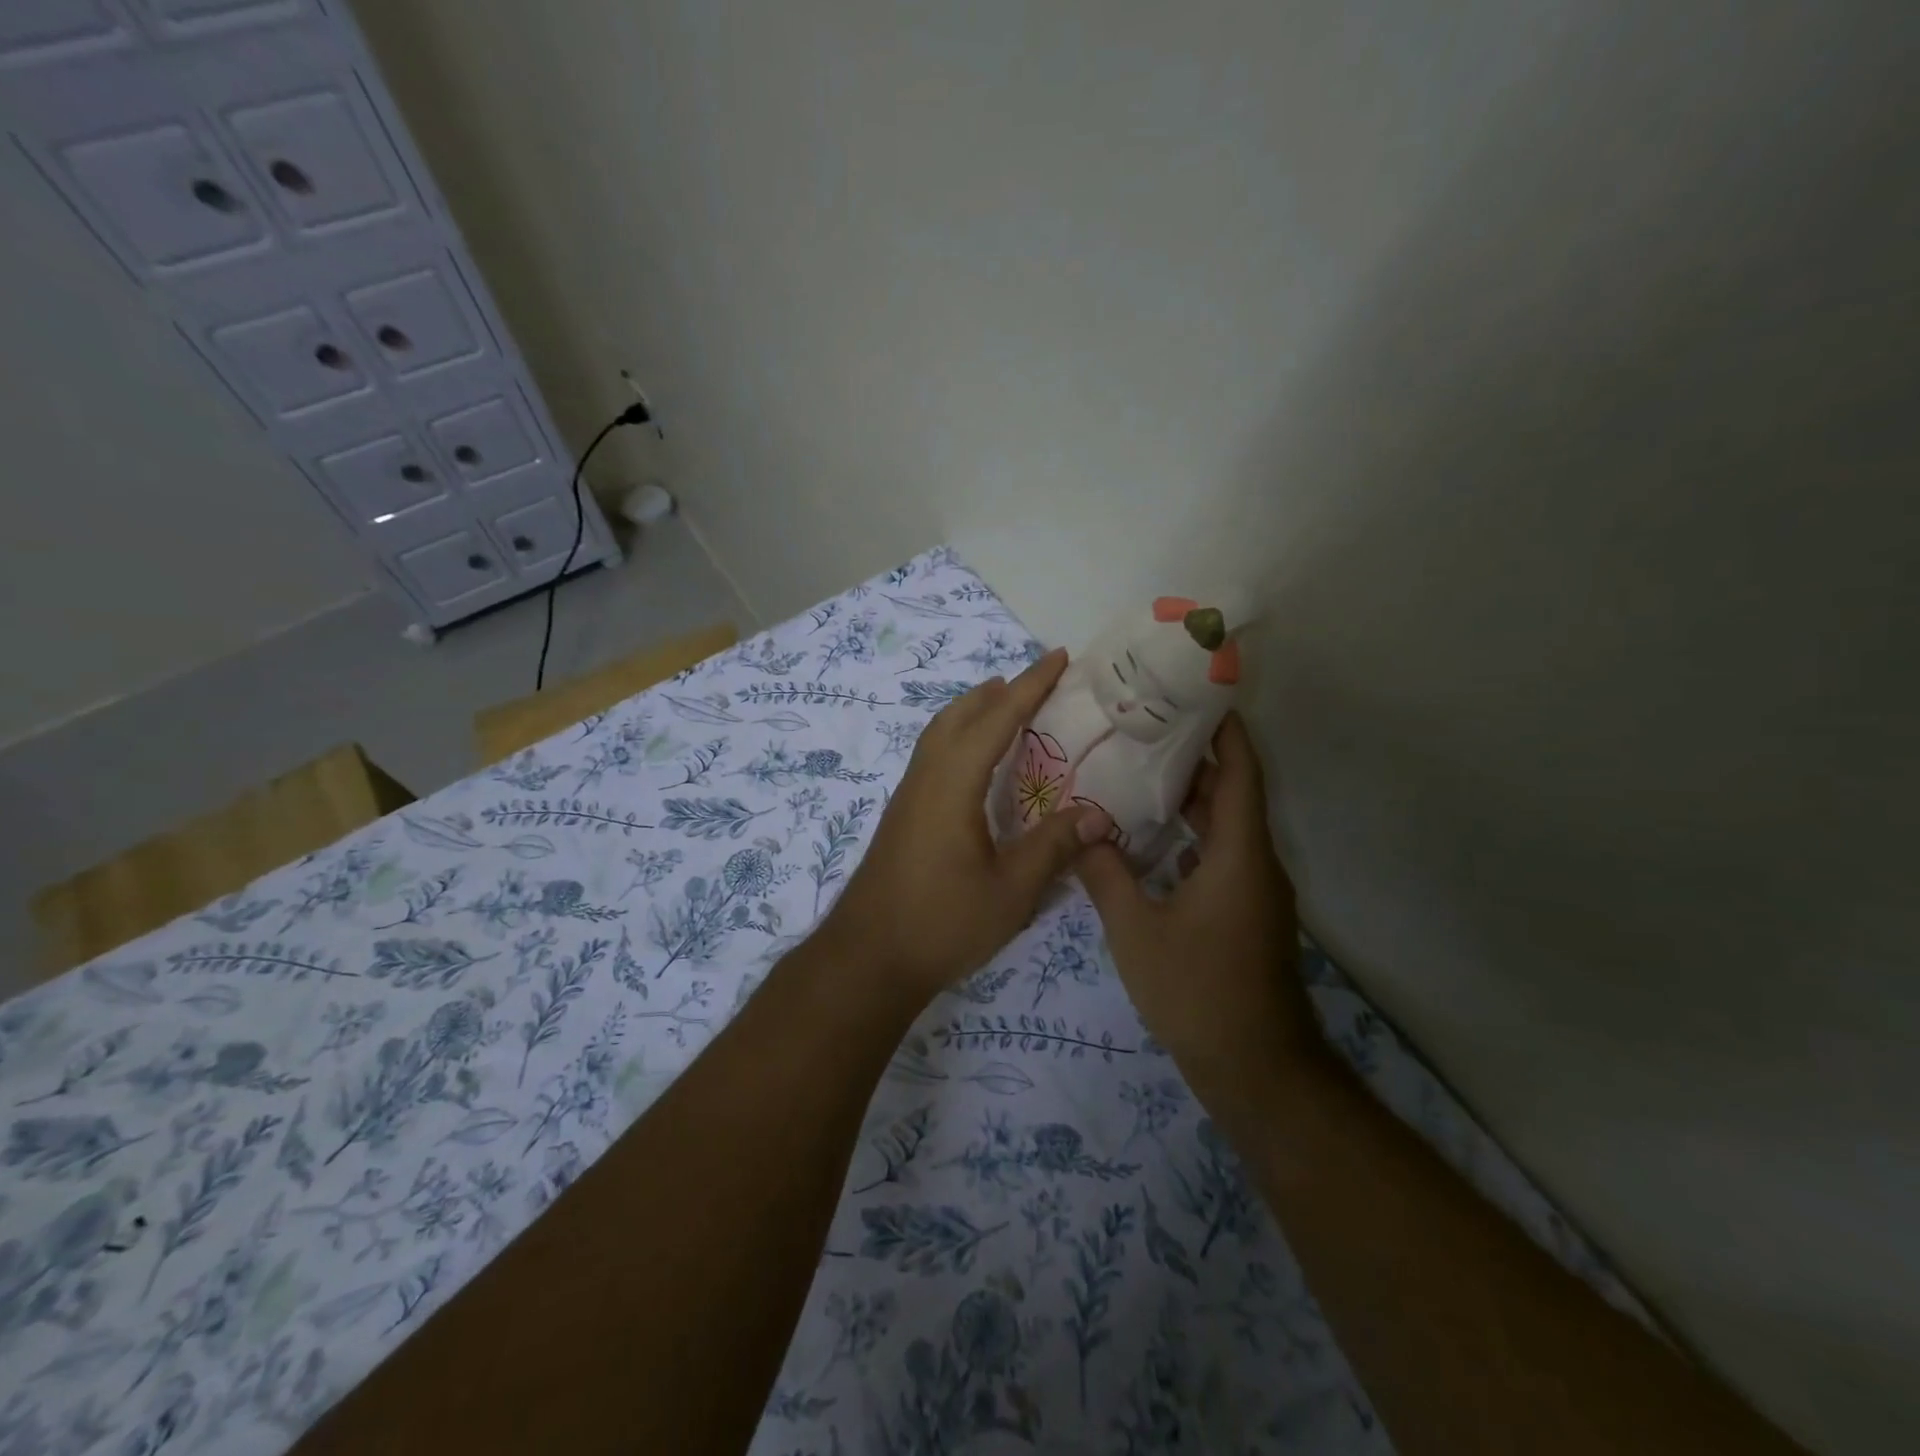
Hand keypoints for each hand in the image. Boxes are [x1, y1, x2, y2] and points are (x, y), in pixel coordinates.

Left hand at [821, 648, 1112, 998]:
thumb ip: (1053, 848)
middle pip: (959, 715)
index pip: (996, 719)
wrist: (867, 958)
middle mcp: (926, 778)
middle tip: (1036, 681)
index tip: (1058, 657)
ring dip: (973, 711)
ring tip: (1006, 707)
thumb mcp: (1009, 891)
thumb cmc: (941, 923)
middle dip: (998, 691)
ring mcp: (908, 796)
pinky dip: (959, 737)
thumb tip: (1100, 816)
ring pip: (940, 733)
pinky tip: (976, 764)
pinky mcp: (903, 815)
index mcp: (952, 784)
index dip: (1030, 686)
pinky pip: (933, 755)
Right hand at [1075, 712, 1316, 1096]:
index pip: (1240, 773)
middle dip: (1196, 759)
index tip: (1199, 695)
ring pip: (1225, 829)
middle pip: (1232, 794)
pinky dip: (1189, 839)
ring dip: (1190, 801)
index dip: (1226, 731)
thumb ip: (1105, 875)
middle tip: (1146, 729)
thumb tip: (1082, 831)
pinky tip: (1148, 841)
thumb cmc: (1197, 990)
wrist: (1254, 1068)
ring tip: (1138, 774)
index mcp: (1239, 854)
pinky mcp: (1245, 916)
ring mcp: (1254, 892)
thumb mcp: (1135, 929)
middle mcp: (1255, 864)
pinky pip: (1220, 858)